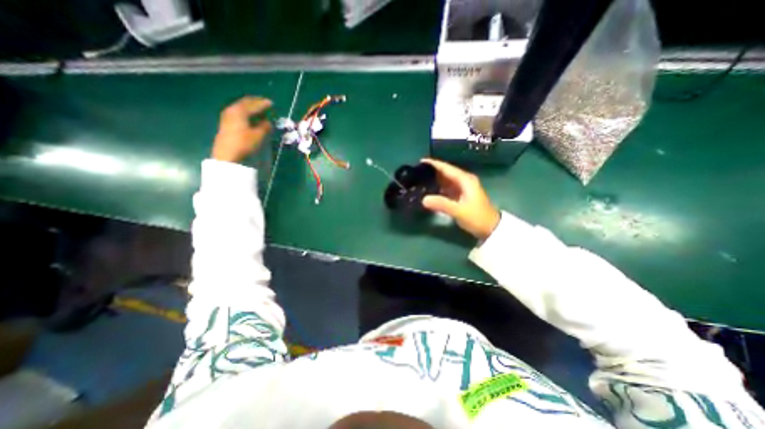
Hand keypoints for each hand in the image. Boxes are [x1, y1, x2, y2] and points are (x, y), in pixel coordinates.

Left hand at [211, 96, 274, 161]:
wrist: (227, 154)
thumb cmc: (244, 143)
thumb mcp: (258, 135)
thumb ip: (264, 127)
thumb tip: (267, 122)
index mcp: (240, 111)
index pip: (254, 104)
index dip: (263, 104)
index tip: (271, 103)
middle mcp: (232, 110)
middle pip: (245, 103)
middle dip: (255, 103)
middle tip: (264, 104)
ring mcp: (227, 116)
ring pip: (241, 107)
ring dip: (250, 108)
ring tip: (259, 111)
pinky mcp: (226, 123)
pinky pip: (238, 113)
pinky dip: (246, 113)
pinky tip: (251, 118)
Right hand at [420, 159, 499, 241]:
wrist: (490, 228)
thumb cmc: (477, 217)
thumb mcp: (459, 211)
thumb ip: (442, 204)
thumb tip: (423, 199)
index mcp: (465, 180)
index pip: (447, 168)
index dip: (434, 164)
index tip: (421, 161)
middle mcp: (463, 181)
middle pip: (445, 172)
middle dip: (432, 171)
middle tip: (416, 172)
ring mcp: (462, 188)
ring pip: (445, 180)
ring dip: (434, 180)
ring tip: (419, 180)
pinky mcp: (460, 195)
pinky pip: (446, 188)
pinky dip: (438, 188)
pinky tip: (429, 191)